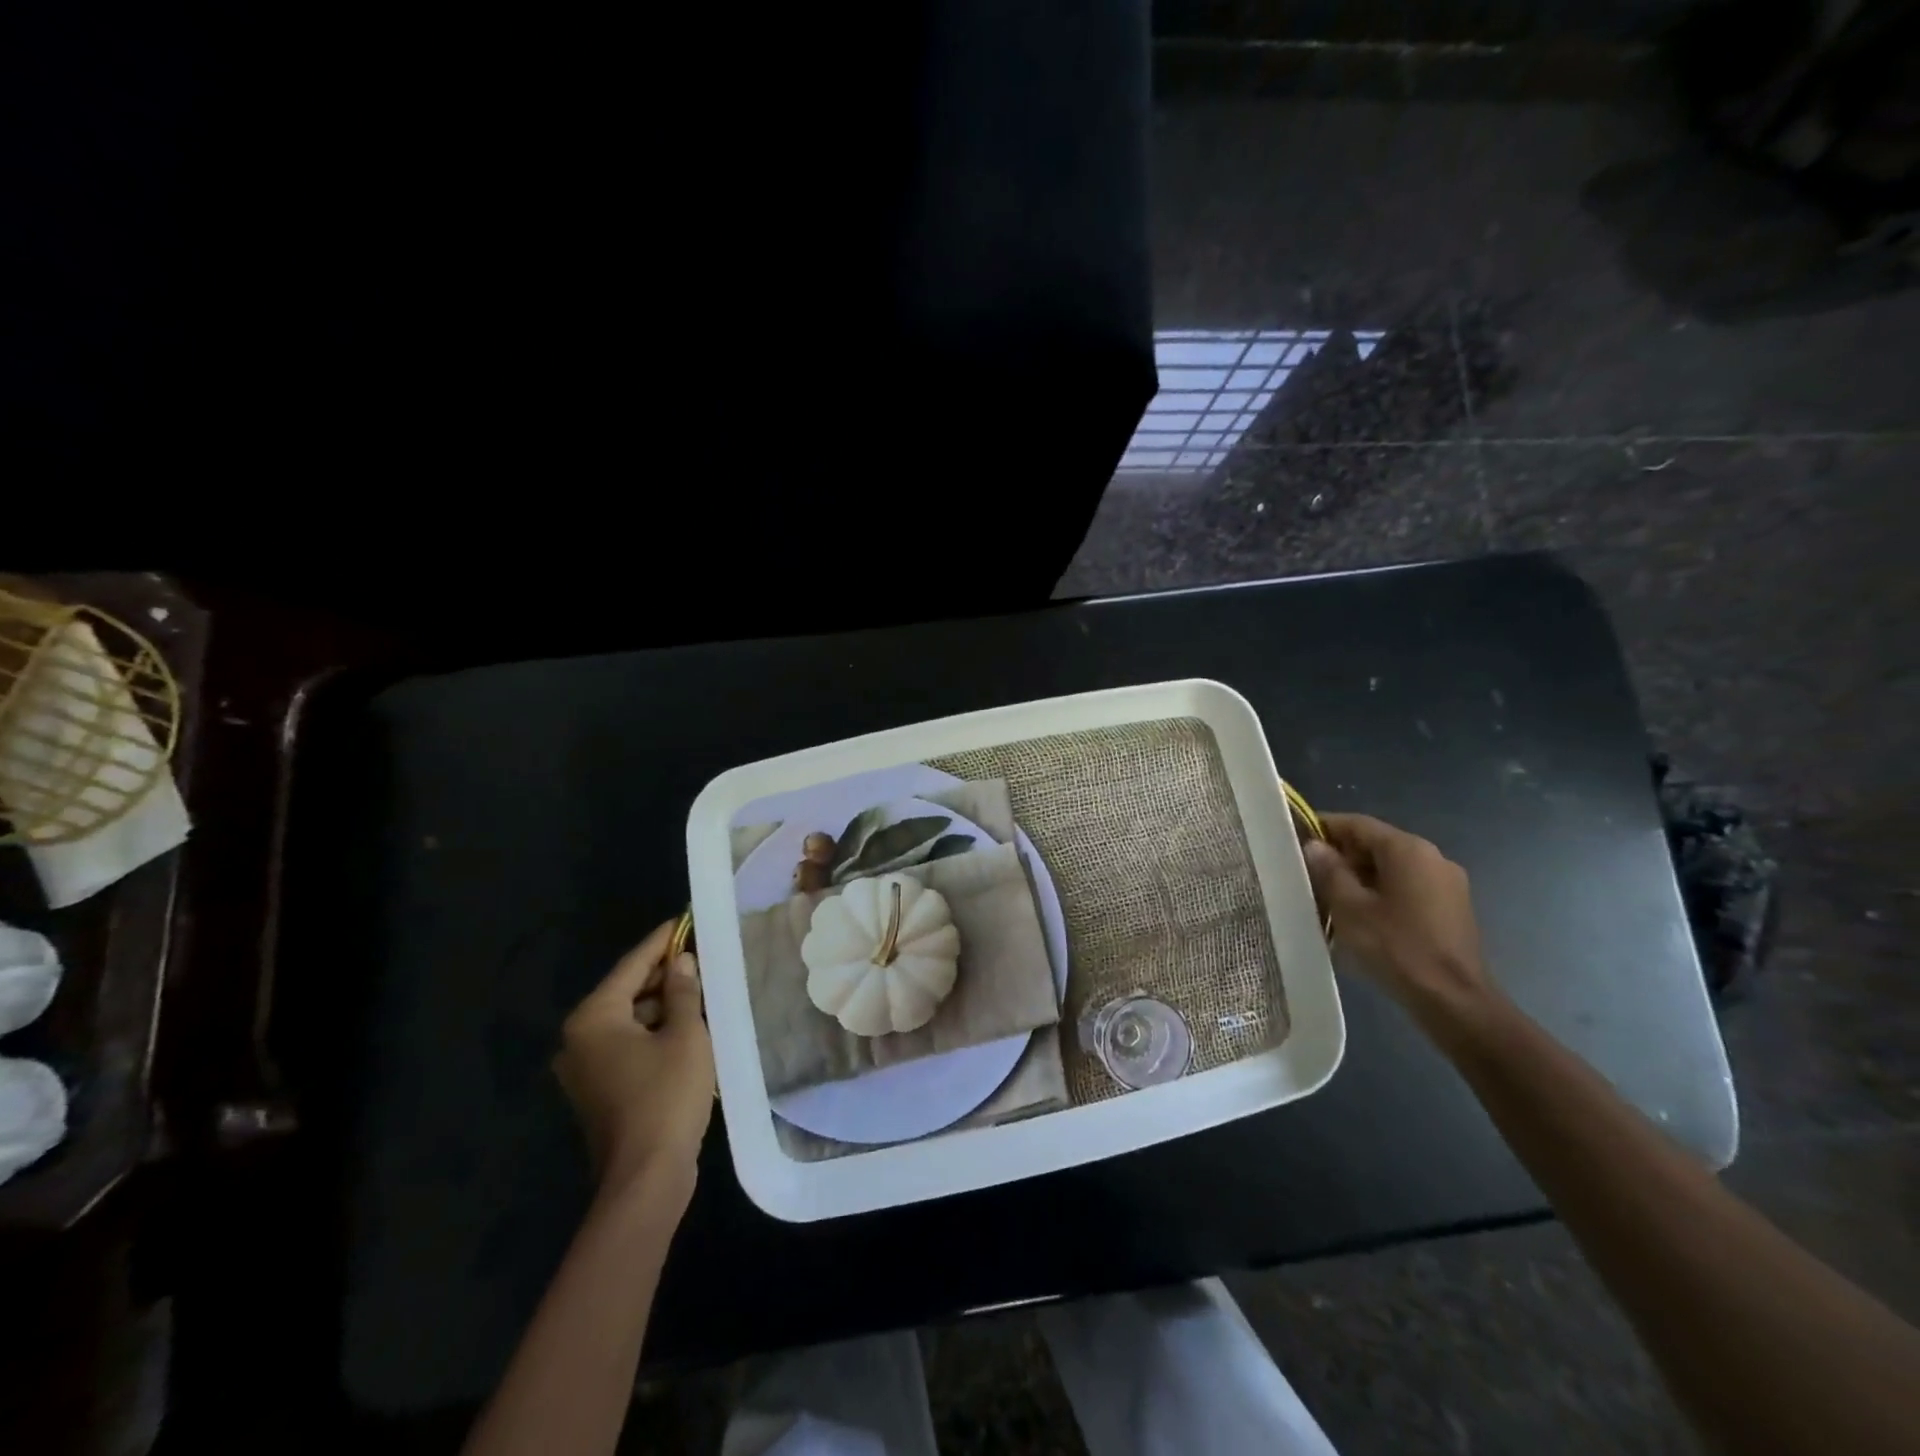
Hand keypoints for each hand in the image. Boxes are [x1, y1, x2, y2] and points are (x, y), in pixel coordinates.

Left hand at [554, 919, 714, 1199]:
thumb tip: (682, 962)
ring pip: (629, 1020)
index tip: (684, 920)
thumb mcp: (685, 1035)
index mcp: (594, 1018)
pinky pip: (627, 1046)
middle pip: (627, 992)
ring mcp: (585, 1068)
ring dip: (662, 1006)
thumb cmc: (666, 1096)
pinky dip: (654, 1033)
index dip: (662, 941)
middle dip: (664, 975)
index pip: (632, 965)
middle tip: (702, 957)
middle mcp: (579, 1038)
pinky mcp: (598, 1091)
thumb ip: (683, 992)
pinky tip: (687, 1028)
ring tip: (701, 990)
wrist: (646, 1178)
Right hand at [1303, 814, 1492, 1021]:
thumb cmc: (1397, 947)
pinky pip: (1407, 887)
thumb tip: (1314, 846)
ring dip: (1359, 877)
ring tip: (1330, 900)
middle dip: (1340, 856)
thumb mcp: (1350, 907)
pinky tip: (1361, 917)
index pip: (1357, 824)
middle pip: (1375, 844)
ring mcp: (1446, 883)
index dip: (1323, 827)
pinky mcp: (1451, 908)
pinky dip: (1380, 893)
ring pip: (1390, 868)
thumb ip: (1329, 870)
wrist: (1454, 1001)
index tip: (1294, 839)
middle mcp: (1432, 857)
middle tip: (1308, 876)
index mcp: (1408, 849)